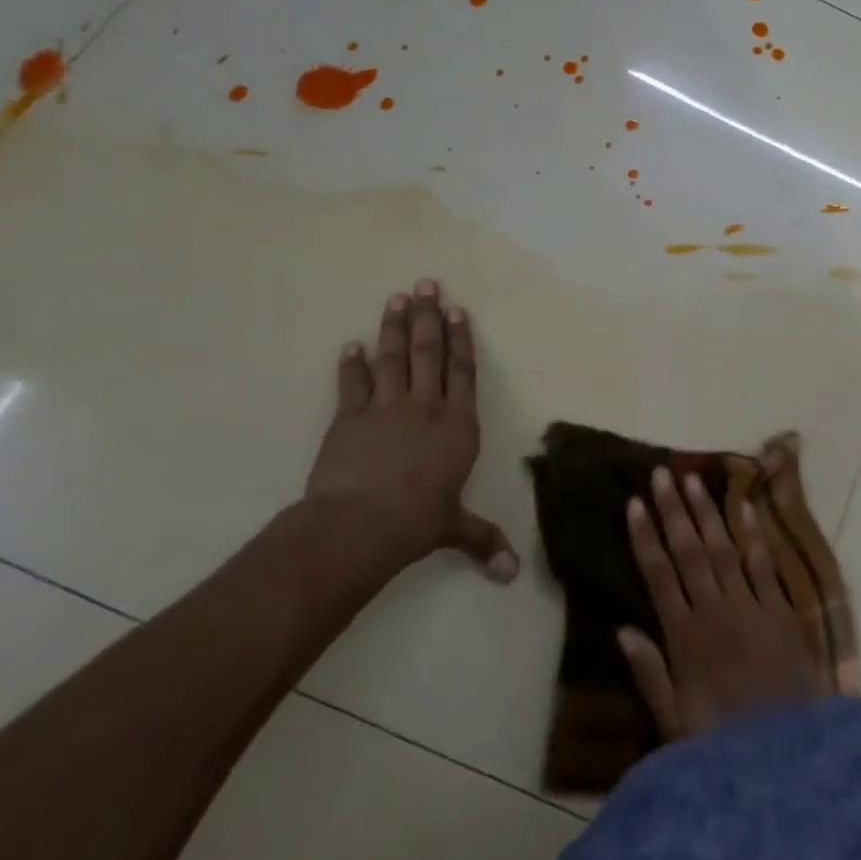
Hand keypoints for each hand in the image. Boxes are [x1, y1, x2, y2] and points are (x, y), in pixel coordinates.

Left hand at [303, 279, 517, 583]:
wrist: (361, 524)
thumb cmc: (417, 522)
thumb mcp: (453, 528)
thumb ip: (482, 540)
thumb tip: (510, 575)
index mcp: (458, 425)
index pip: (463, 372)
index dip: (461, 340)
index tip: (457, 310)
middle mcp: (426, 407)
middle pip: (428, 353)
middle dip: (428, 317)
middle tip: (426, 284)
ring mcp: (386, 408)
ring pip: (393, 358)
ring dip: (394, 327)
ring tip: (397, 298)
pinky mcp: (350, 418)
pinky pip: (352, 384)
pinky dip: (351, 364)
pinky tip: (351, 344)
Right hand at [619, 467, 824, 739]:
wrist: (791, 761)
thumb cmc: (724, 747)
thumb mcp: (674, 725)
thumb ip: (650, 675)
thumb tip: (621, 630)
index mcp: (685, 638)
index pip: (658, 575)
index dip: (645, 537)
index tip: (633, 503)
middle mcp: (715, 611)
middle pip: (689, 552)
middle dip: (673, 511)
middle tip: (661, 474)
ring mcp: (751, 607)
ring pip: (724, 549)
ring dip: (708, 513)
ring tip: (693, 480)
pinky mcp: (782, 611)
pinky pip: (765, 566)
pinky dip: (755, 536)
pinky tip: (746, 507)